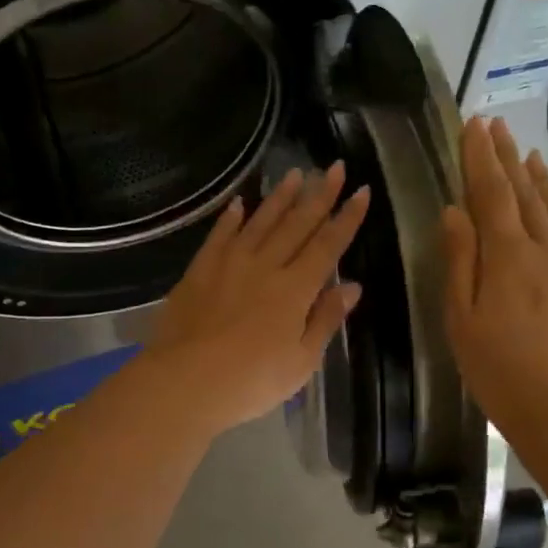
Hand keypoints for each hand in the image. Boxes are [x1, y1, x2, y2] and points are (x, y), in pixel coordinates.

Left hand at [145, 163, 370, 436]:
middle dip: (320, 194)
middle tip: (335, 166)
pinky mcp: (200, 270)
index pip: (328, 245)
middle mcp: (266, 266)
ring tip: (296, 173)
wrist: (186, 381)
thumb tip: (352, 286)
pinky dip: (231, 218)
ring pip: (261, 222)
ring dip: (280, 197)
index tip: (361, 191)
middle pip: (297, 224)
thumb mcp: (301, 361)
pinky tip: (240, 203)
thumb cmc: (251, 381)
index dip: (347, 218)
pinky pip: (220, 235)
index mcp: (295, 289)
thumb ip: (325, 320)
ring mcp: (230, 264)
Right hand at [442, 116, 547, 435]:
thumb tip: (454, 211)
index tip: (474, 125)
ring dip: (542, 179)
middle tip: (496, 126)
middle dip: (507, 158)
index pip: (491, 195)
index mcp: (507, 257)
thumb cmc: (500, 372)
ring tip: (528, 152)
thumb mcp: (462, 321)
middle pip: (525, 195)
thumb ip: (460, 262)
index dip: (480, 158)